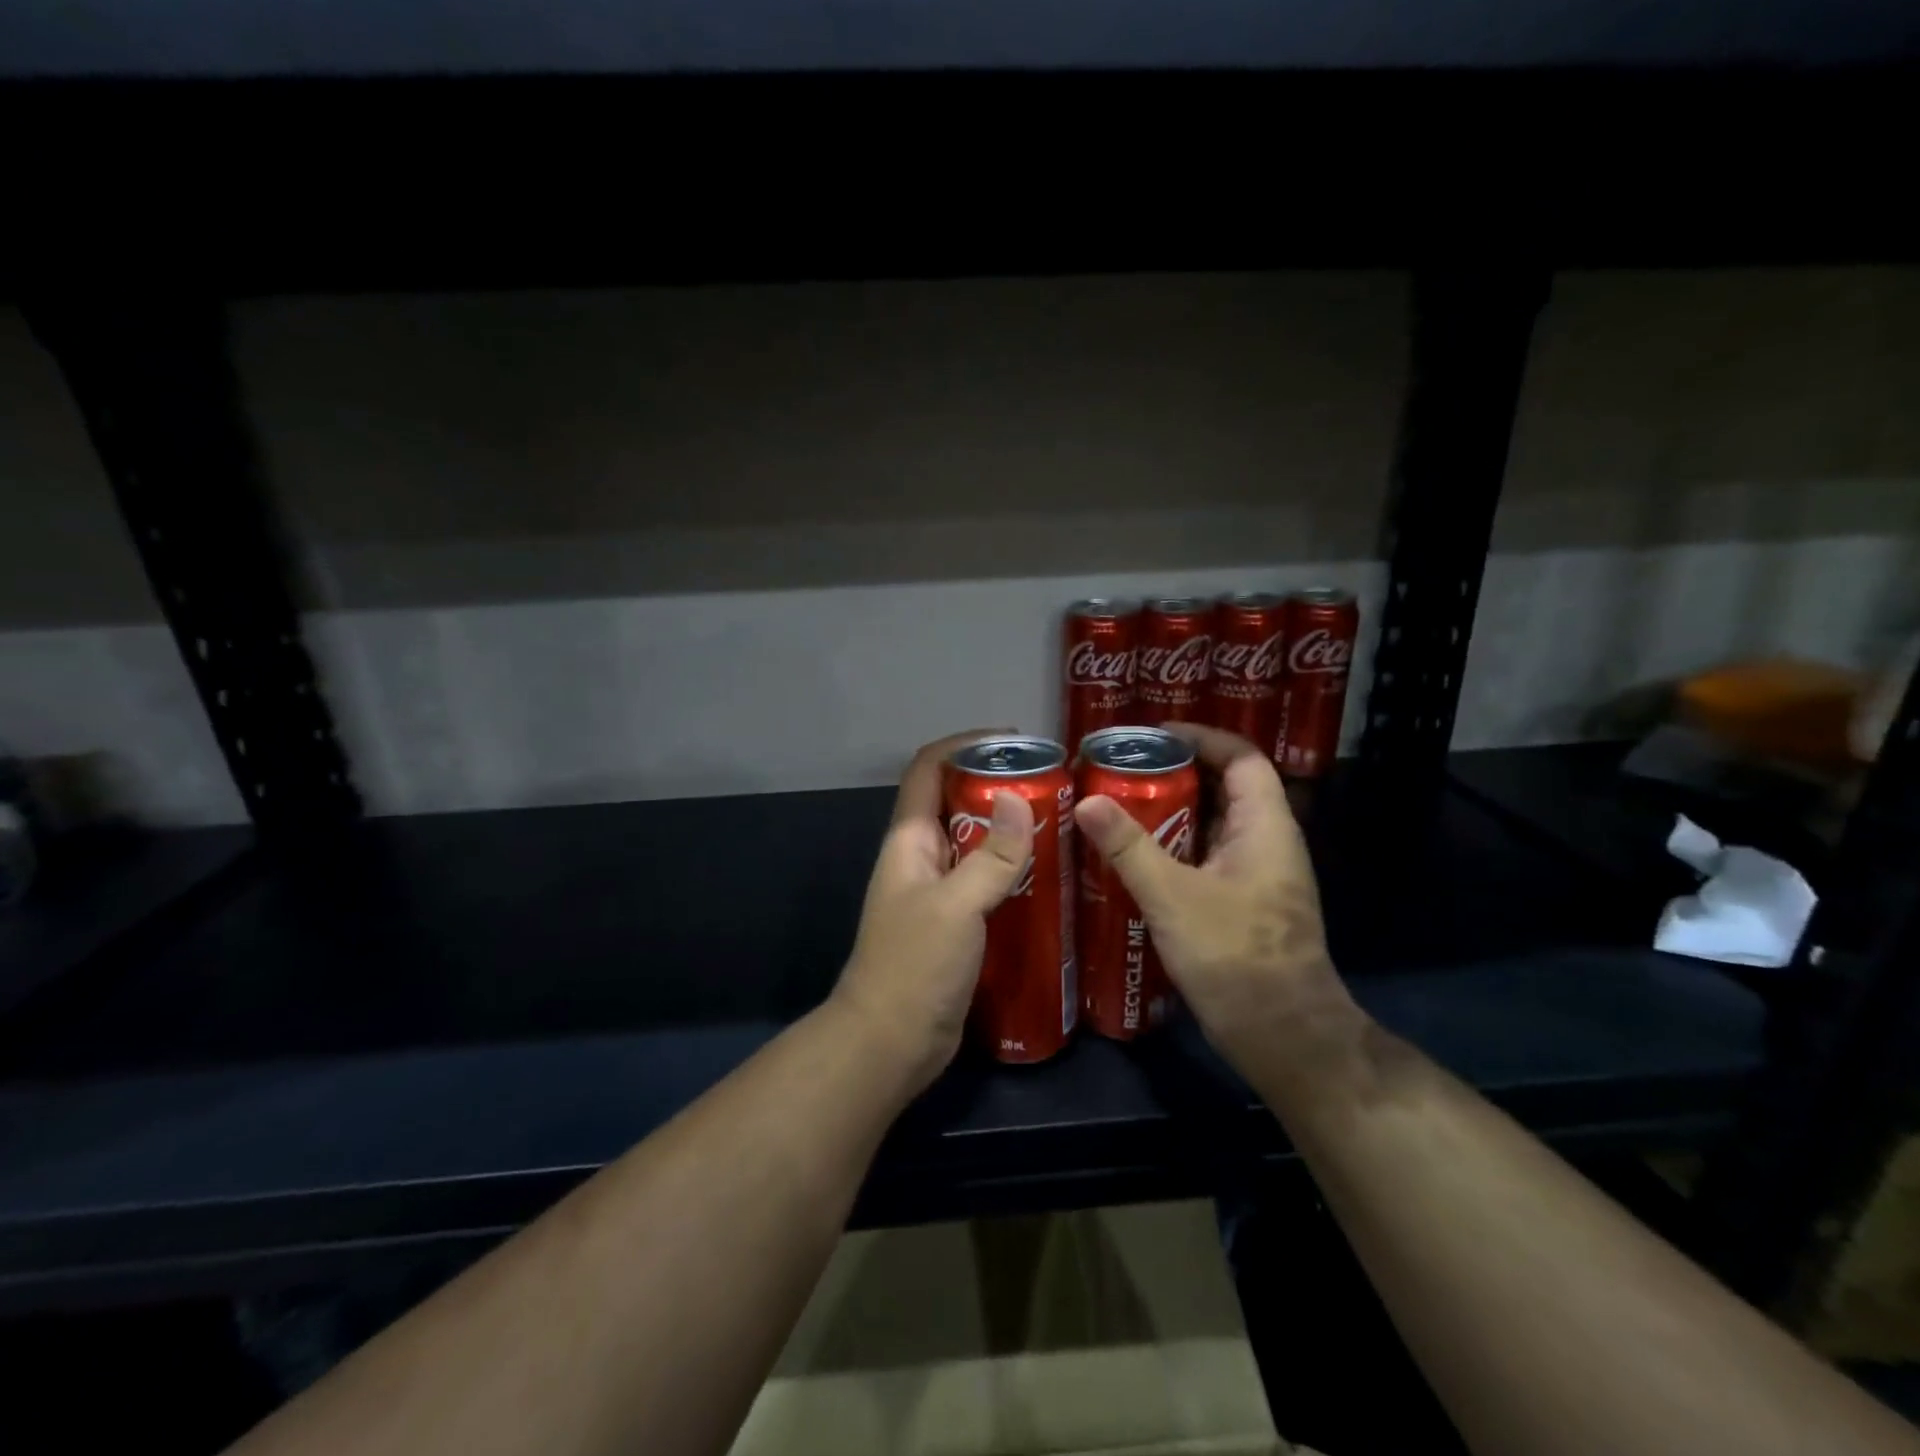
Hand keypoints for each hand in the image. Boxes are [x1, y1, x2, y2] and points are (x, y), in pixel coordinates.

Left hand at [833, 731, 1035, 1093]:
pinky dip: (1013, 869)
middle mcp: (921, 858)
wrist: (890, 1043)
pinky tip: (1051, 875)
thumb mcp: (957, 906)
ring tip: (1061, 821)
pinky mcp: (955, 922)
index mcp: (909, 841)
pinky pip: (985, 880)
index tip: (1012, 740)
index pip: (927, 769)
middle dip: (997, 785)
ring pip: (974, 843)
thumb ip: (991, 856)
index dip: (963, 745)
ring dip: (1009, 829)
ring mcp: (937, 891)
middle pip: (956, 802)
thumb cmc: (914, 967)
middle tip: (1052, 784)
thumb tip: (1020, 800)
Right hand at [1073, 723, 1353, 1079]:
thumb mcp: (1173, 897)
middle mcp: (1267, 842)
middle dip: (1178, 772)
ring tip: (1121, 804)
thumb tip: (1087, 802)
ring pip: (1214, 824)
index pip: (1243, 758)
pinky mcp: (1245, 903)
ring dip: (1173, 811)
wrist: (1283, 1036)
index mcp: (1264, 827)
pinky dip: (1176, 846)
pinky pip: (1208, 856)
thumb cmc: (1235, 957)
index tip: (1155, 735)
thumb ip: (1129, 847)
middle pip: (1225, 787)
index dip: (1203, 737)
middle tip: (1124, 769)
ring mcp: (1258, 875)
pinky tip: (1136, 857)